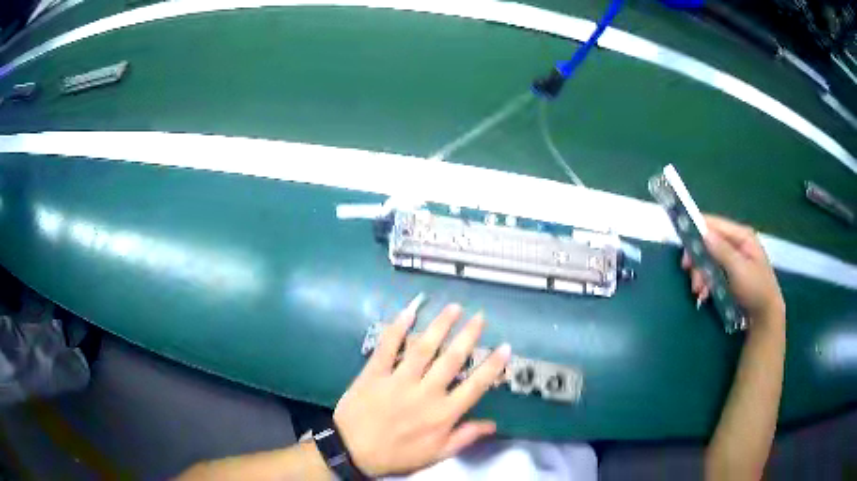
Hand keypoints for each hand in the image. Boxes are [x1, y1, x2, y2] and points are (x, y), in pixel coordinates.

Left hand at [333, 303, 510, 476]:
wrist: (352, 451)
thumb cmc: (396, 455)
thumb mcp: (436, 455)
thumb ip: (464, 438)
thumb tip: (493, 424)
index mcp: (442, 414)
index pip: (475, 386)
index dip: (492, 366)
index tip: (505, 347)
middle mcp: (425, 393)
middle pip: (451, 359)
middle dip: (468, 335)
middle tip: (479, 316)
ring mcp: (398, 380)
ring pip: (423, 348)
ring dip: (440, 325)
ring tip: (453, 307)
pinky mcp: (374, 373)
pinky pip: (388, 347)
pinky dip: (398, 328)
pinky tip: (409, 312)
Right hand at [682, 216, 784, 326]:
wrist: (765, 317)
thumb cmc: (756, 290)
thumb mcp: (739, 270)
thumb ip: (722, 251)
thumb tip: (703, 232)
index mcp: (741, 236)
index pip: (715, 224)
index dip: (697, 230)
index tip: (683, 245)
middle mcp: (736, 243)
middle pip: (709, 243)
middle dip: (698, 259)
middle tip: (689, 273)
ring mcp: (733, 259)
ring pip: (708, 259)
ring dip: (700, 274)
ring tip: (699, 292)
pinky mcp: (729, 274)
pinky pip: (712, 272)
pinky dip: (705, 283)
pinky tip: (704, 295)